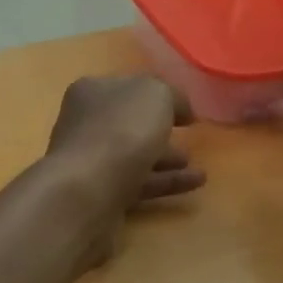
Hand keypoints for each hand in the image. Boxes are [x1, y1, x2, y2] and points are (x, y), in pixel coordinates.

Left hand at [45, 76, 203, 224]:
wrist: (87, 191)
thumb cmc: (120, 131)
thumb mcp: (156, 95)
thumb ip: (172, 96)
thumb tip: (180, 110)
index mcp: (92, 92)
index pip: (128, 88)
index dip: (158, 96)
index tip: (185, 110)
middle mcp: (86, 124)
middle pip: (129, 124)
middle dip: (160, 130)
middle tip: (190, 137)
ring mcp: (91, 162)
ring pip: (135, 156)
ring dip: (166, 159)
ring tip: (197, 165)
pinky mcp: (100, 194)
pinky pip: (139, 183)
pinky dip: (165, 182)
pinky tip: (195, 184)